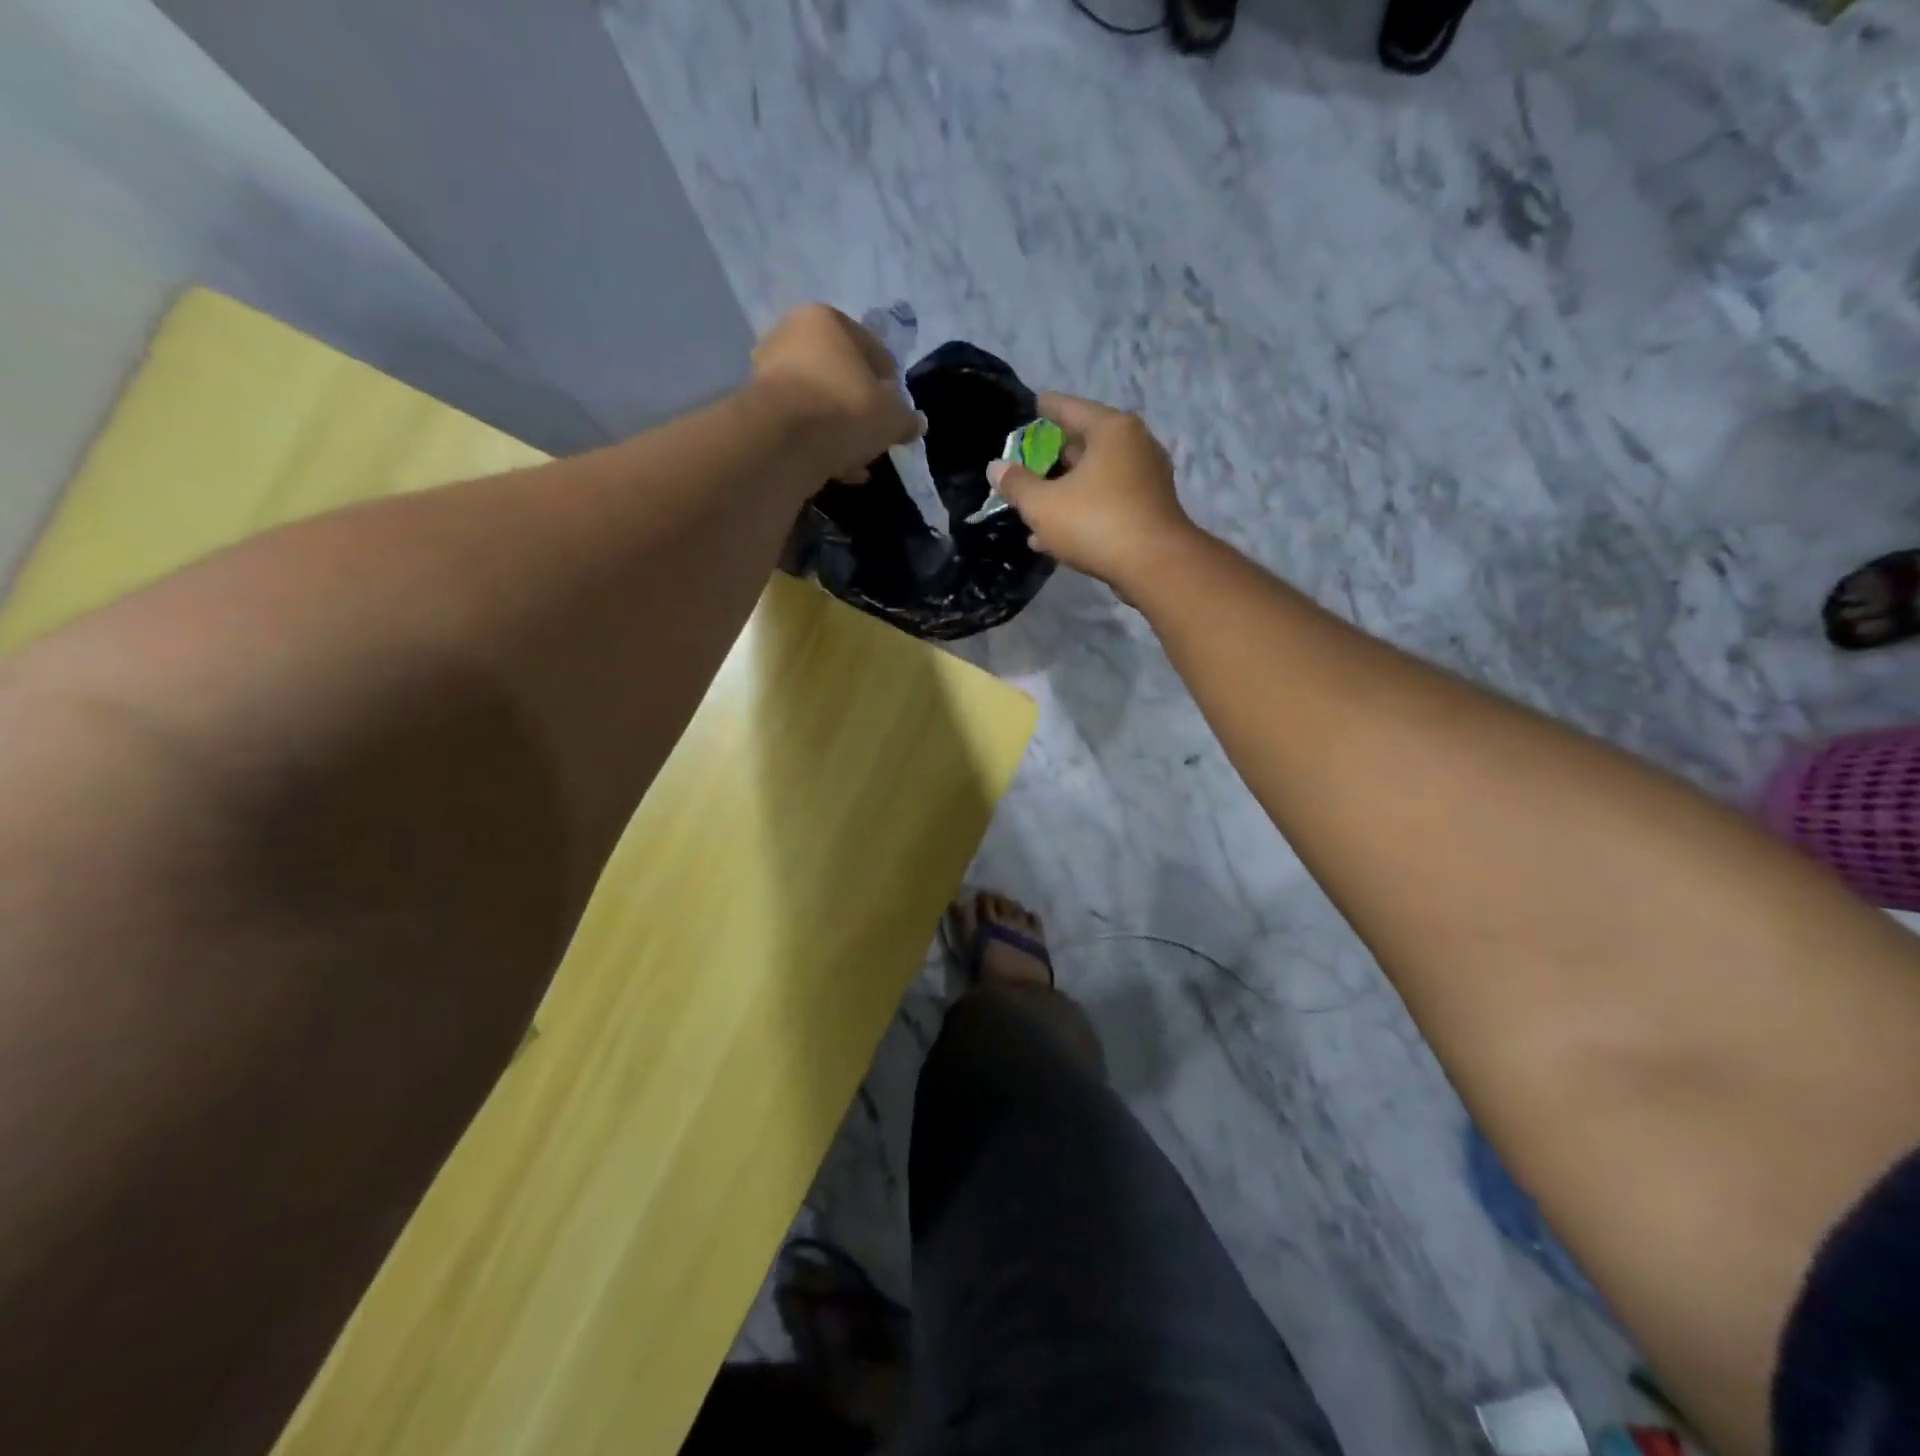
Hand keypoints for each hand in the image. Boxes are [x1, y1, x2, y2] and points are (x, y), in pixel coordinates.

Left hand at [750, 304, 925, 484]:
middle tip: (875, 436)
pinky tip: (837, 468)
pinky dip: (819, 444)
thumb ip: (906, 418)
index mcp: (826, 320)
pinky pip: (800, 426)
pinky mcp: (756, 410)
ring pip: (819, 403)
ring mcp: (768, 373)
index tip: (897, 413)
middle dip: (860, 408)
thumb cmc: (845, 409)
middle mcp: (790, 336)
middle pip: (840, 376)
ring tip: (857, 459)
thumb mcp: (891, 416)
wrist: (783, 441)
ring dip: (839, 430)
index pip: (871, 350)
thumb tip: (917, 423)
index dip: (890, 385)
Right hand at [986, 393, 1198, 591]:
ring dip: (1066, 490)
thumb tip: (996, 467)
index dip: (1047, 407)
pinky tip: (1056, 534)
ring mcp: (1147, 478)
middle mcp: (1135, 445)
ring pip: (1097, 476)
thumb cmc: (1096, 523)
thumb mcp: (1043, 505)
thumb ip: (1016, 484)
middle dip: (1056, 455)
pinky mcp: (1151, 509)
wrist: (1156, 566)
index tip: (1034, 404)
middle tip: (1030, 460)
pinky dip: (1084, 508)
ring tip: (1036, 503)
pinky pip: (1108, 500)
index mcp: (1111, 430)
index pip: (1071, 408)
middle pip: (1086, 442)